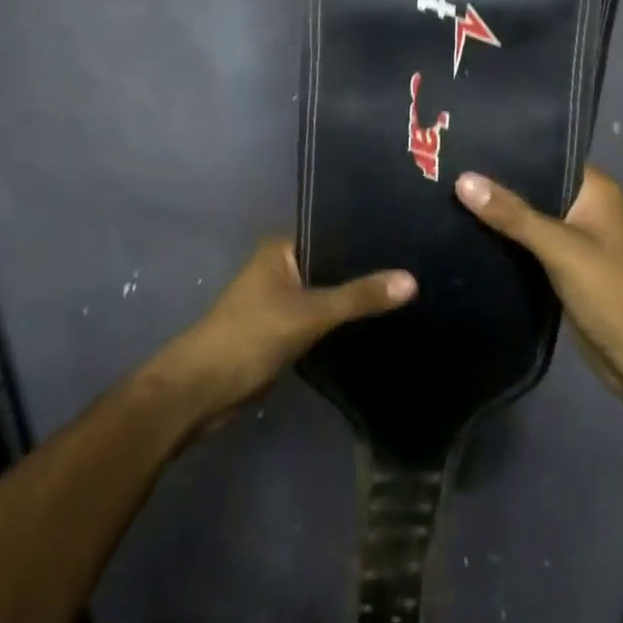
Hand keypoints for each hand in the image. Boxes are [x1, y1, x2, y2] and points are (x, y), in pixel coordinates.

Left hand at [152, 240, 414, 432]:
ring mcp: (282, 301)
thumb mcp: (309, 313)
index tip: (409, 239)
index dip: (366, 238)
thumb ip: (358, 296)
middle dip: (366, 271)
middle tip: (418, 269)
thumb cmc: (250, 336)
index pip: (332, 233)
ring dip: (355, 299)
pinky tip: (379, 324)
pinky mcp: (285, 331)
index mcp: (280, 250)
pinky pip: (323, 319)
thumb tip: (412, 279)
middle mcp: (281, 268)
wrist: (204, 389)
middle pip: (332, 265)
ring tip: (408, 295)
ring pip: (328, 294)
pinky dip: (344, 322)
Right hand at [454, 166, 622, 397]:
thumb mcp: (560, 248)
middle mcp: (583, 208)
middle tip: (442, 170)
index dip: (507, 149)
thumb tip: (462, 180)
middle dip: (493, 183)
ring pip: (525, 218)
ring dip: (494, 214)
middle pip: (531, 187)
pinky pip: (523, 246)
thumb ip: (513, 215)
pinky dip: (501, 241)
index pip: (545, 155)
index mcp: (594, 191)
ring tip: (444, 195)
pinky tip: (463, 233)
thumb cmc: (610, 291)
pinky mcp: (559, 268)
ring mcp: (571, 240)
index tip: (463, 143)